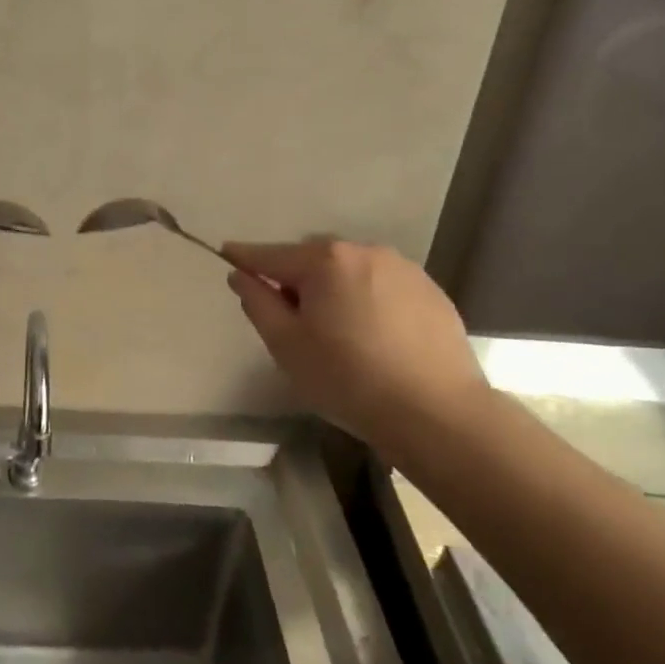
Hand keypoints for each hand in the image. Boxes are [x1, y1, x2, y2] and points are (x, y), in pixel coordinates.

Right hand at [223, 239, 488, 445]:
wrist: (437, 412)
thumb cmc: (348, 379)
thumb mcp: (287, 345)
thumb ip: (258, 303)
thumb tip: (241, 275)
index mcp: (324, 261)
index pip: (271, 254)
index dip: (244, 257)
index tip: (226, 255)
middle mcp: (364, 251)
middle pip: (313, 258)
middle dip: (296, 278)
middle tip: (291, 318)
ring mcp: (403, 268)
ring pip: (350, 270)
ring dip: (334, 288)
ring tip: (335, 329)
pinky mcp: (430, 291)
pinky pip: (382, 285)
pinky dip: (367, 299)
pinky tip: (372, 335)